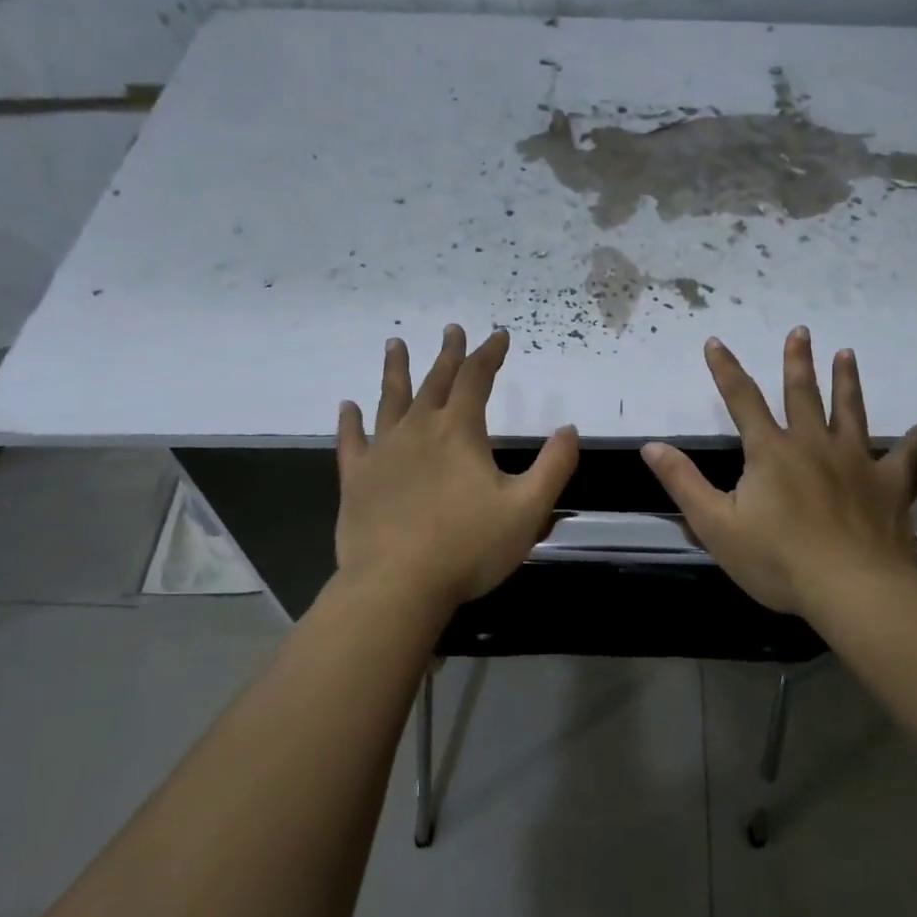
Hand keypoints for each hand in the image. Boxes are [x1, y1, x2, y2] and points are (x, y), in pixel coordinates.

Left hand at [335, 325, 578, 614]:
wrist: (397, 586)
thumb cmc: (468, 548)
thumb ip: (554, 467)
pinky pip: (351, 442)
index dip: (489, 354)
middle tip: (452, 329)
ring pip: (390, 400)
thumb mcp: (528, 510)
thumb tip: (569, 430)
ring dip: (395, 370)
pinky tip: (347, 407)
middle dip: (448, 355)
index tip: (498, 336)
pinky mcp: (357, 479)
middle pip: (435, 382)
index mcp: (459, 433)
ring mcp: (383, 453)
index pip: (477, 379)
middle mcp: (419, 430)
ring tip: (395, 343)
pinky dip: (350, 422)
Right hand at [642, 328, 916, 616]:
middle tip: (801, 330)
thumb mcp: (715, 525)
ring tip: (847, 354)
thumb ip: (683, 483)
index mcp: (771, 452)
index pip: (742, 400)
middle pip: (803, 394)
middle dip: (798, 361)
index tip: (716, 342)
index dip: (725, 370)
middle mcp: (813, 444)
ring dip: (847, 381)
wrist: (850, 587)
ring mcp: (855, 461)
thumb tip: (651, 446)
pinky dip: (912, 442)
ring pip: (851, 411)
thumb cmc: (777, 559)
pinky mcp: (888, 485)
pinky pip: (903, 457)